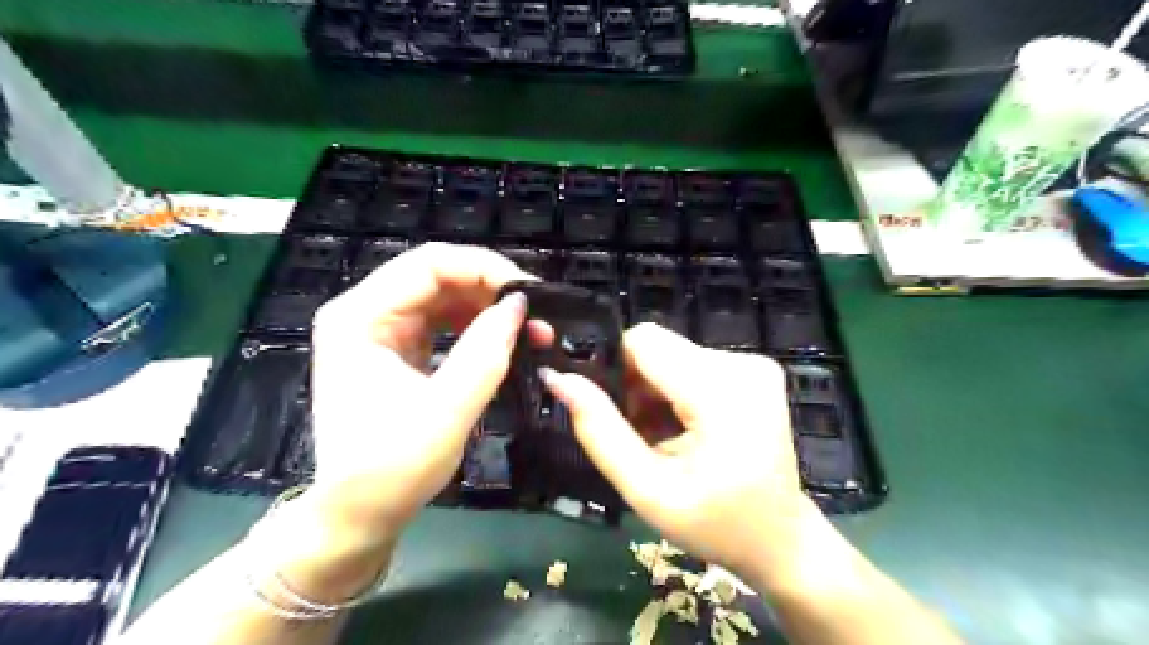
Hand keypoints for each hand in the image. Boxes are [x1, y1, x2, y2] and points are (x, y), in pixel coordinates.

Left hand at [309, 243, 534, 551]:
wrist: (360, 514)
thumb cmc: (393, 468)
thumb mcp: (447, 410)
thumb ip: (485, 352)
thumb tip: (518, 304)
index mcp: (360, 317)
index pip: (428, 264)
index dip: (483, 268)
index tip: (527, 292)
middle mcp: (365, 313)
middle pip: (436, 275)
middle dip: (489, 290)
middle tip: (534, 315)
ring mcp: (379, 331)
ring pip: (443, 297)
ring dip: (487, 308)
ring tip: (527, 330)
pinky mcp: (395, 349)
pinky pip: (441, 322)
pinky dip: (475, 327)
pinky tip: (501, 341)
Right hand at [541, 326, 816, 586]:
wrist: (781, 539)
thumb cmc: (716, 524)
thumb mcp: (647, 489)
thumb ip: (599, 431)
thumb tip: (559, 379)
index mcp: (721, 392)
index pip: (644, 342)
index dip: (616, 371)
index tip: (615, 414)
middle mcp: (742, 364)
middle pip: (658, 348)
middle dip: (637, 386)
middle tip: (641, 436)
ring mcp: (754, 364)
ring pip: (672, 355)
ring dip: (655, 391)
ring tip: (663, 438)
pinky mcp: (755, 370)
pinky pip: (693, 364)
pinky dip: (677, 391)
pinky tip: (685, 429)